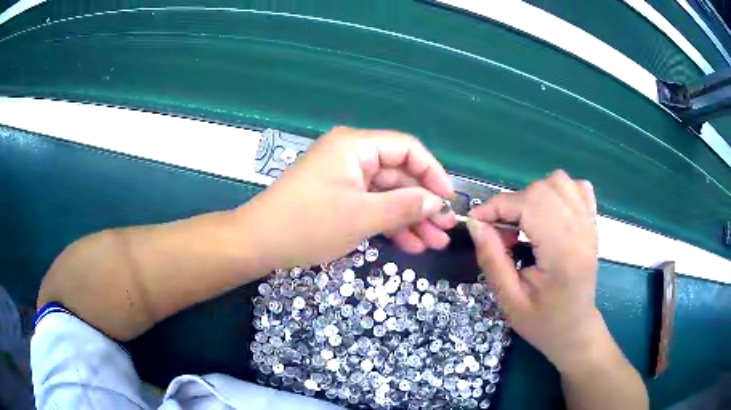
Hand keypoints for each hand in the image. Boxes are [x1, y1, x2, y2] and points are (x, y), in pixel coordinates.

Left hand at [240, 127, 456, 269]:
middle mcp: (351, 155)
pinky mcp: (337, 198)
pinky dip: (389, 224)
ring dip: (410, 218)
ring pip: (387, 194)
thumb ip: (404, 207)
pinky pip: (370, 206)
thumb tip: (437, 202)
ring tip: (435, 242)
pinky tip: (410, 245)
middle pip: (399, 174)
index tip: (449, 199)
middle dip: (424, 203)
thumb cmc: (308, 225)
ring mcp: (344, 178)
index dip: (432, 172)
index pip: (407, 148)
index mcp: (355, 146)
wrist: (257, 243)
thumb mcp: (362, 217)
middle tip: (446, 228)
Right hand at [466, 170, 604, 372]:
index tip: (476, 221)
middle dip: (512, 204)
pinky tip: (550, 213)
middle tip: (502, 233)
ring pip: (559, 181)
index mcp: (562, 252)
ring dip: (534, 195)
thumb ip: (492, 259)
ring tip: (526, 223)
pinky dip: (559, 191)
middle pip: (542, 189)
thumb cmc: (543, 322)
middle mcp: (580, 231)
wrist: (575, 330)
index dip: (496, 207)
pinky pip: (578, 187)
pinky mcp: (592, 223)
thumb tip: (475, 224)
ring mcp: (590, 224)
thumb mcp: (510, 300)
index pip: (528, 205)